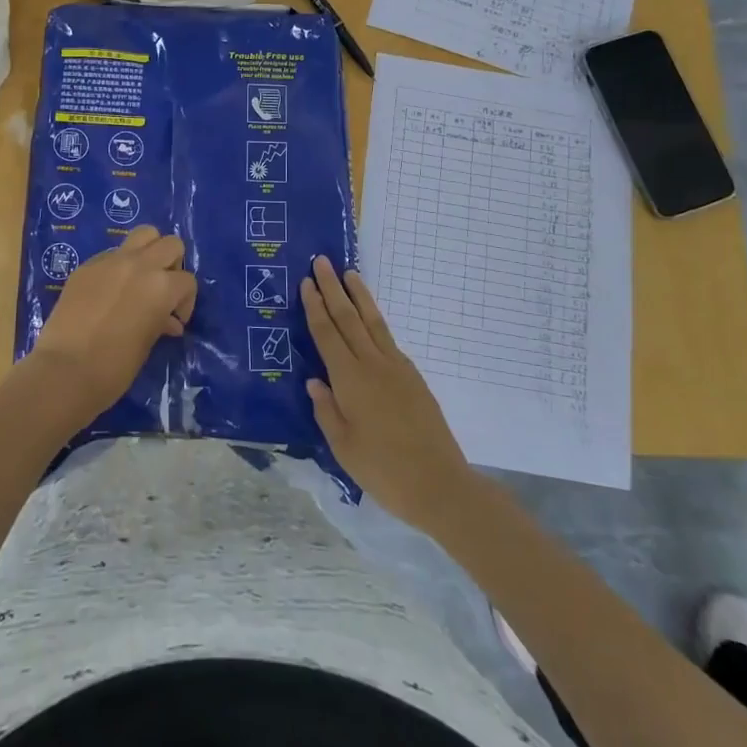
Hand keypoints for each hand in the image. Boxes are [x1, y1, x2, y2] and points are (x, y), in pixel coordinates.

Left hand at [31, 226, 196, 423]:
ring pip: (143, 234)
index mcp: (161, 286)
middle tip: (162, 291)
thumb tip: (169, 321)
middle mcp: (140, 264)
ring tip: (141, 278)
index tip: (174, 320)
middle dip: (172, 265)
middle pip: (170, 244)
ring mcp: (110, 261)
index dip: (185, 302)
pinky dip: (119, 266)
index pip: (187, 281)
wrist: (64, 370)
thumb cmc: (114, 368)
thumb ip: (161, 322)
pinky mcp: (86, 266)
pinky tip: (109, 291)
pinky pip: (112, 254)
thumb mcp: (147, 344)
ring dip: (149, 252)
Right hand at [302, 256, 474, 531]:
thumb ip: (326, 411)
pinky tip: (371, 319)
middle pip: (348, 318)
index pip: (327, 334)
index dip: (315, 307)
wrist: (439, 484)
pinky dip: (375, 321)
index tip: (307, 282)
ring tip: (350, 274)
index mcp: (349, 380)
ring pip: (373, 322)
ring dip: (359, 296)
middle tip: (323, 262)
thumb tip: (314, 382)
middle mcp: (372, 365)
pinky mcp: (413, 378)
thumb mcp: (343, 447)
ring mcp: (396, 368)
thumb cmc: (383, 470)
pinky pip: (388, 339)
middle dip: (333, 289)